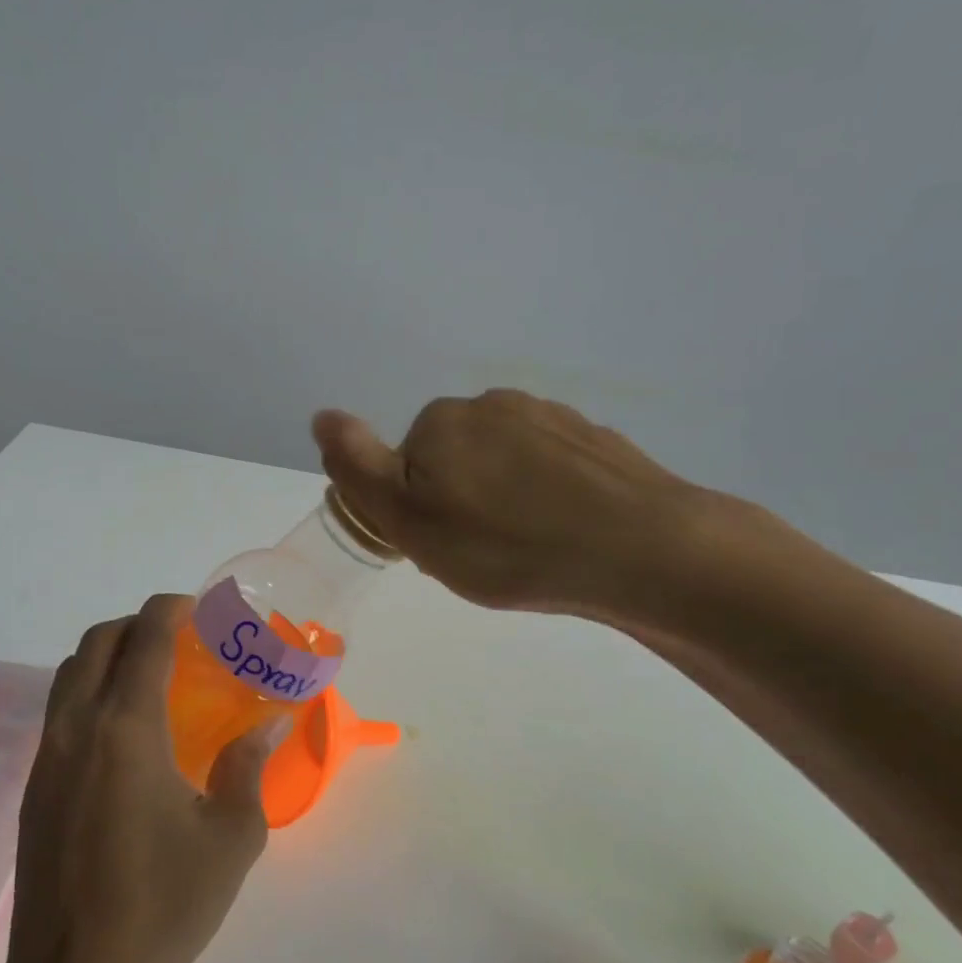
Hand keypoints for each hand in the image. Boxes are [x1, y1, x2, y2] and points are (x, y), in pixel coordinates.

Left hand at [1, 594, 286, 962]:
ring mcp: (47, 759)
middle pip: (96, 644)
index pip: (143, 640)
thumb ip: (249, 767)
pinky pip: (59, 711)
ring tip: (151, 675)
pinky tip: (123, 730)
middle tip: (178, 637)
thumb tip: (271, 722)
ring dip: (108, 656)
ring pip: (70, 675)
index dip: (168, 610)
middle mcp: (78, 730)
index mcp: (126, 729)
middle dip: (136, 624)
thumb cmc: (165, 905)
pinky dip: (89, 692)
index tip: (196, 607)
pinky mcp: (34, 790)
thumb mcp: (231, 836)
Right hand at [314, 389, 721, 632]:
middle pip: (454, 462)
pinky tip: (567, 535)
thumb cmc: (508, 546)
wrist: (638, 549)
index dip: (416, 513)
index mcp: (442, 421)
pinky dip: (548, 499)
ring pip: (503, 466)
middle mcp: (492, 405)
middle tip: (485, 557)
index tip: (443, 550)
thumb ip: (359, 468)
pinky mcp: (594, 441)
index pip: (405, 467)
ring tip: (531, 551)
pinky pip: (550, 471)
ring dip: (504, 502)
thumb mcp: (411, 521)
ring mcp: (550, 417)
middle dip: (459, 504)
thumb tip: (322, 415)